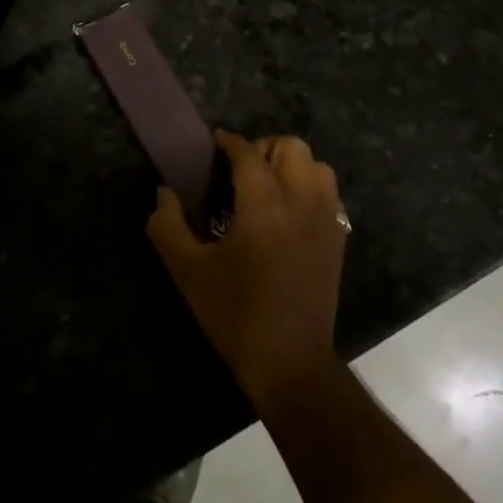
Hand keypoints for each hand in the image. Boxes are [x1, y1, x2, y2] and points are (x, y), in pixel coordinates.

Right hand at [148, 131, 348, 407]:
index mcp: (263, 203)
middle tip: (241, 169)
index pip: (248, 153)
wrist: (289, 361)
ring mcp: (325, 218)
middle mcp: (300, 200)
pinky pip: (330, 193)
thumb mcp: (188, 271)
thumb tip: (164, 193)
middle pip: (291, 147)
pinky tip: (290, 211)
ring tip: (269, 186)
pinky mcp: (338, 238)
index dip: (229, 142)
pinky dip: (311, 187)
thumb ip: (167, 226)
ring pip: (317, 165)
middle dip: (264, 148)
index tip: (215, 143)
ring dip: (292, 165)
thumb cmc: (235, 313)